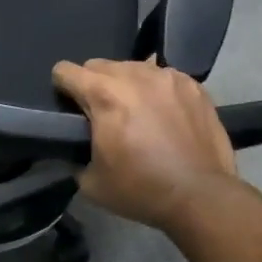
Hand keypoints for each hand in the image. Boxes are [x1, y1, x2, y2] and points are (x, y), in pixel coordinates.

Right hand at [53, 58, 239, 230]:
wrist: (201, 196)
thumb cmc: (140, 189)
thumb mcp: (90, 181)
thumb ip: (75, 153)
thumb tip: (77, 146)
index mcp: (104, 95)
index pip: (65, 71)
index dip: (61, 87)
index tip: (68, 106)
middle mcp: (134, 75)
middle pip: (99, 65)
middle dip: (94, 85)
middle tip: (103, 114)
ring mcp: (167, 77)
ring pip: (133, 68)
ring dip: (126, 84)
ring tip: (137, 112)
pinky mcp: (193, 85)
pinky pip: (163, 78)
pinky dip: (157, 91)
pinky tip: (164, 115)